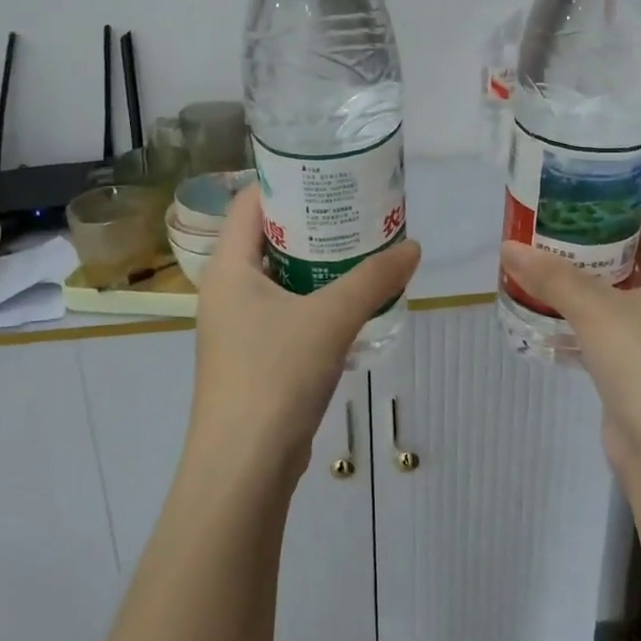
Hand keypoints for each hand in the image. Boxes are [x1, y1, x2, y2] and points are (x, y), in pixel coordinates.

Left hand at [188, 185, 420, 490]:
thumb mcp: (330, 318)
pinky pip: (287, 311)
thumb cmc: (275, 376)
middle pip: (269, 237)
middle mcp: (227, 291)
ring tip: (365, 247)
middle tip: (359, 208)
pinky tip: (353, 301)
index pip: (251, 201)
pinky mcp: (255, 358)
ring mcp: (238, 327)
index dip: (287, 180)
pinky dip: (316, 299)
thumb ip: (373, 279)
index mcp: (228, 268)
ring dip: (319, 263)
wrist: (243, 469)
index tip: (331, 171)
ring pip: (281, 277)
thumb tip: (413, 248)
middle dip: (314, 222)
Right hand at [500, 184, 640, 495]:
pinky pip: (607, 321)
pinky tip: (543, 299)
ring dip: (585, 269)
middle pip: (639, 246)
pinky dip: (580, 308)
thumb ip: (553, 276)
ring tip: (541, 243)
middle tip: (553, 205)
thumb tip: (506, 246)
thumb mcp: (599, 313)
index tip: (590, 167)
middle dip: (598, 226)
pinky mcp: (638, 362)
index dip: (632, 185)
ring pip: (620, 286)